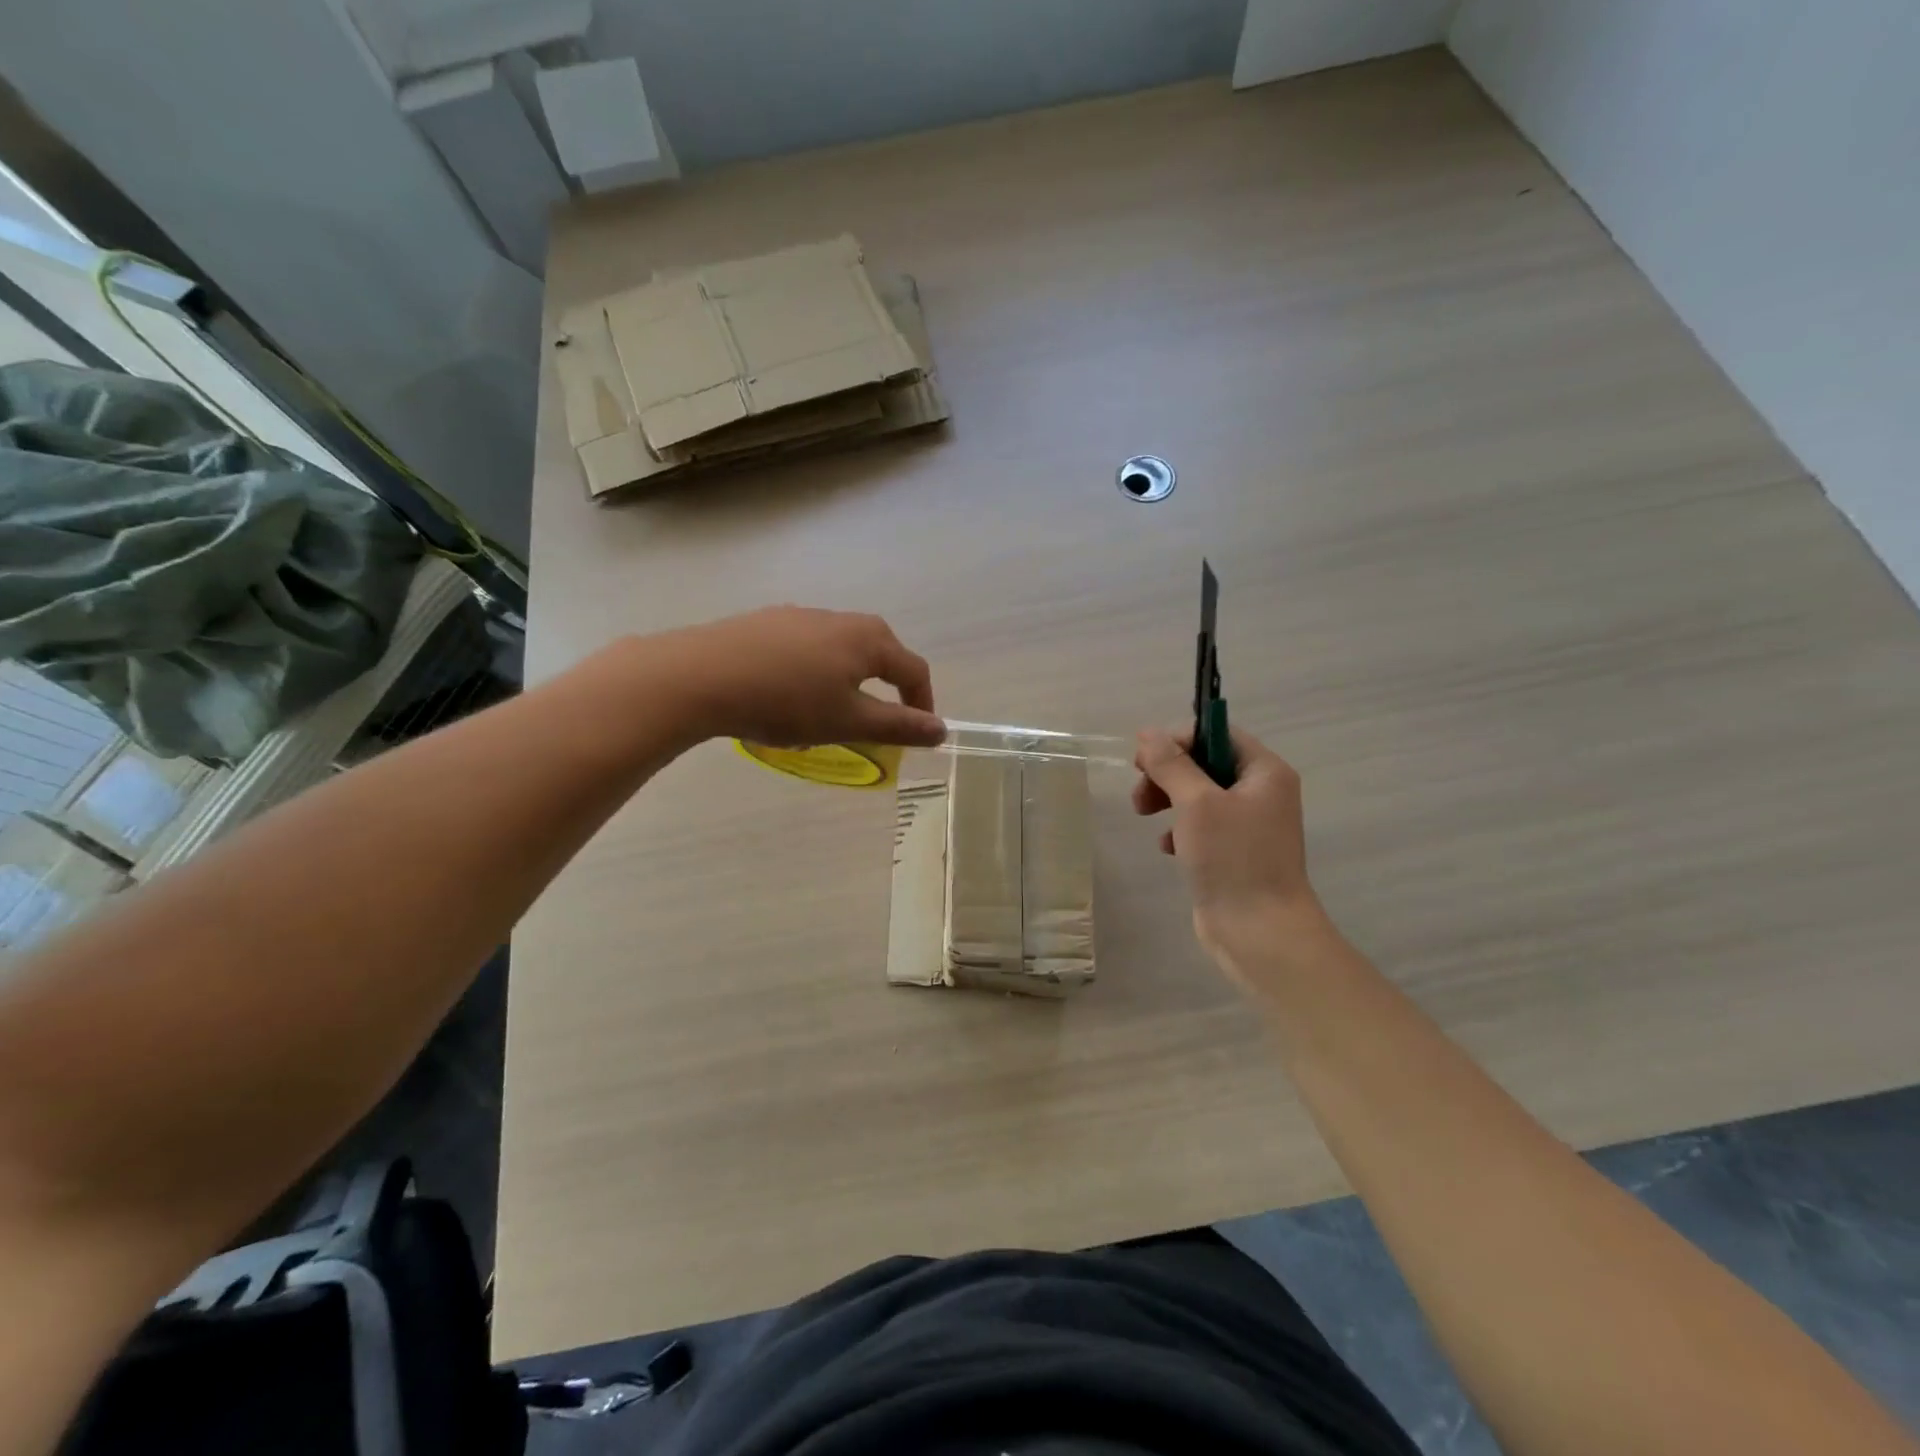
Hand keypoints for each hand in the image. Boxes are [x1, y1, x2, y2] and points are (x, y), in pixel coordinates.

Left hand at [664, 606, 944, 748]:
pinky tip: (785, 698)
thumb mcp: (849, 721)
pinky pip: (805, 650)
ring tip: (825, 717)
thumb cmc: (787, 701)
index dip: (923, 703)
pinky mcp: (766, 622)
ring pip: (839, 652)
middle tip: (874, 724)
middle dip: (884, 690)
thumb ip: (898, 726)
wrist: (701, 675)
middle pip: (878, 654)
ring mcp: (800, 615)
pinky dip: (811, 674)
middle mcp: (840, 618)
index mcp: (869, 639)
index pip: (913, 669)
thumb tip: (941, 730)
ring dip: (846, 684)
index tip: (919, 734)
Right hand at [1132, 726, 1326, 965]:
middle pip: (1204, 763)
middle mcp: (1260, 792)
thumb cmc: (1233, 859)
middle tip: (1140, 792)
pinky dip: (1179, 830)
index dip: (1179, 739)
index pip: (1218, 733)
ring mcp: (1247, 825)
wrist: (1260, 933)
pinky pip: (1199, 826)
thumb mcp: (1196, 803)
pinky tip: (1167, 848)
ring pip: (1197, 795)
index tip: (1144, 758)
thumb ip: (1170, 764)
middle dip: (1167, 773)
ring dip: (1167, 800)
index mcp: (1264, 772)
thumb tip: (1148, 733)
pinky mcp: (1232, 852)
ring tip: (1145, 817)